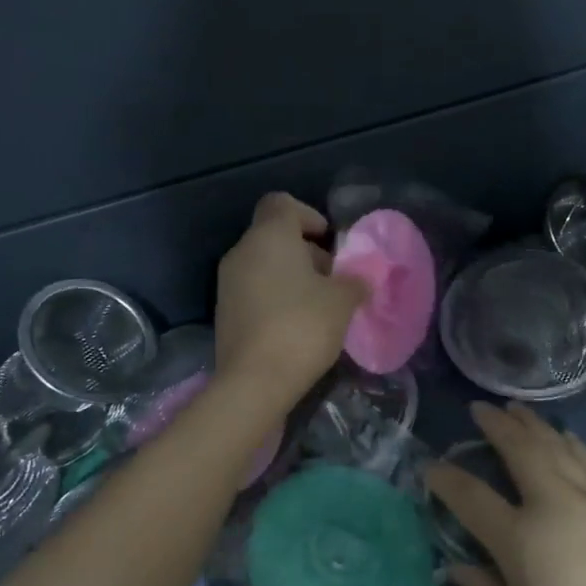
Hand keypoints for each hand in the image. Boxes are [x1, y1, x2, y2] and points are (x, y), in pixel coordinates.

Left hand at [215, 193, 368, 404]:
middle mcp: (242, 252)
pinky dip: (276, 297)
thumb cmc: (302, 326)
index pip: (282, 203)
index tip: (329, 241)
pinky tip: (297, 325)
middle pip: (274, 235)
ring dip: (292, 276)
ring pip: (264, 264)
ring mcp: (228, 283)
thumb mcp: (343, 300)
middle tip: (333, 279)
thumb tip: (361, 277)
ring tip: (320, 305)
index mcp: (269, 236)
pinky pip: (254, 290)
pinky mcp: (225, 312)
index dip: (308, 215)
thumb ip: (355, 280)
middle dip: (306, 252)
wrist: (254, 382)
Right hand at [426, 403, 585, 585]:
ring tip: (515, 408)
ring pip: (554, 444)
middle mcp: (553, 502)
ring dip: (531, 422)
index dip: (446, 478)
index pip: (471, 496)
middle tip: (479, 408)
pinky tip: (563, 435)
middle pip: (518, 448)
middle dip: (495, 424)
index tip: (431, 466)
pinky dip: (567, 440)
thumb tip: (456, 567)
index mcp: (521, 538)